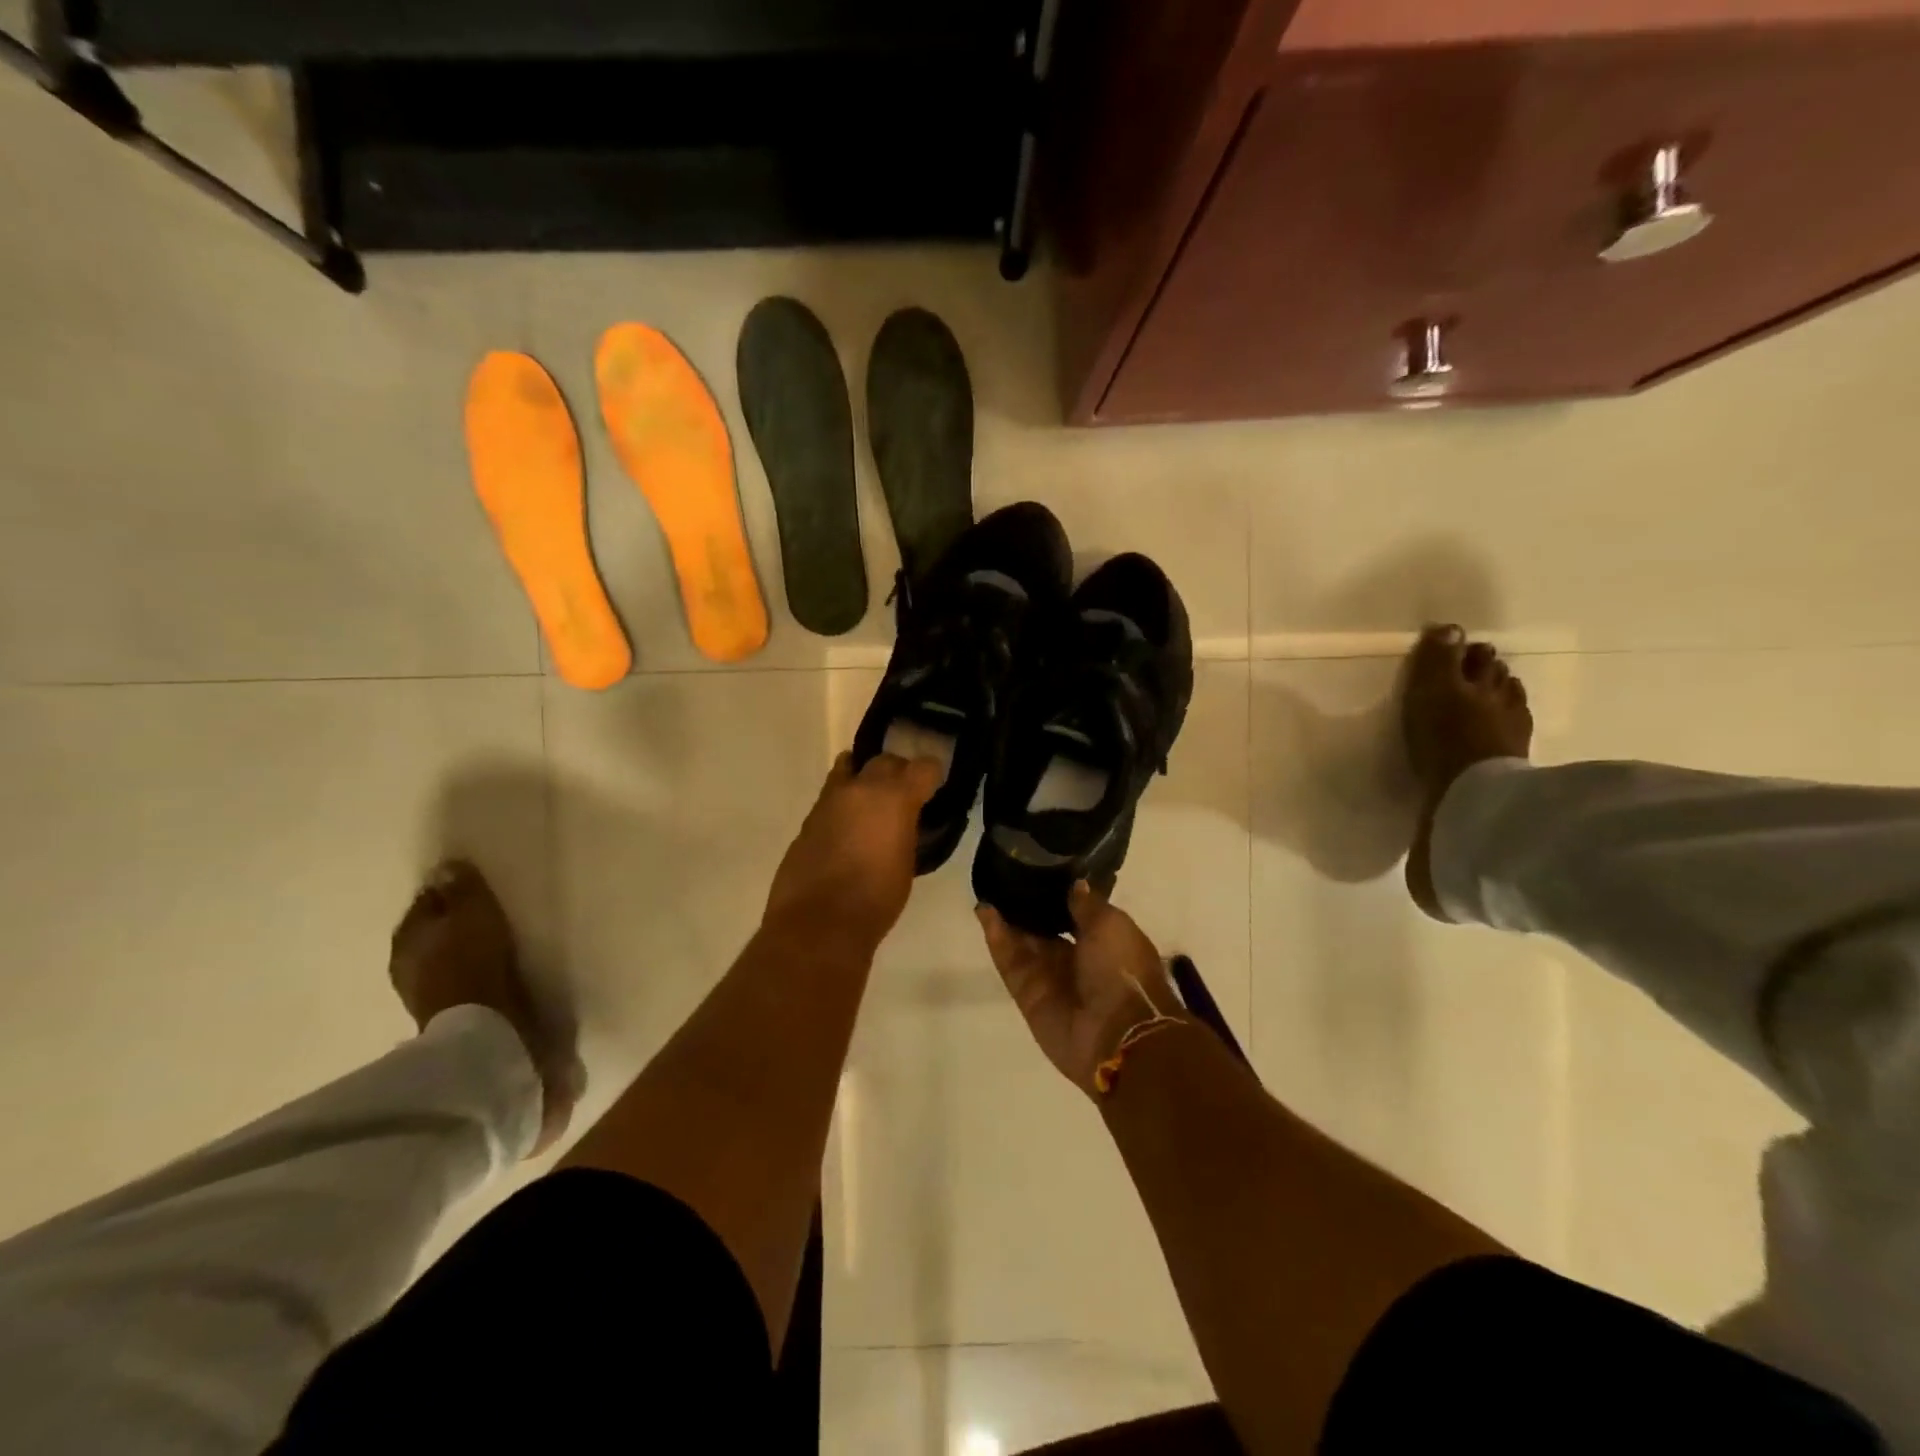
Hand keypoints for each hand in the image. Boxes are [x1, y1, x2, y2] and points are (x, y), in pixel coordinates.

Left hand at [764, 752, 943, 953]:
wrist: (818, 921)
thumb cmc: (875, 899)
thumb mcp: (906, 862)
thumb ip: (906, 830)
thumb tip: (904, 821)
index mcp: (894, 798)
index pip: (923, 767)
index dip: (932, 775)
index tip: (934, 787)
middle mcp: (861, 789)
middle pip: (885, 761)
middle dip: (898, 772)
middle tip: (905, 793)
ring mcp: (830, 800)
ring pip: (850, 768)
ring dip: (864, 779)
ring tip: (871, 799)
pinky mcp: (808, 818)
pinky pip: (832, 796)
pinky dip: (844, 802)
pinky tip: (848, 825)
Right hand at [979, 882, 1184, 1096]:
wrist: (1119, 1035)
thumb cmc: (1123, 971)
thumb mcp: (1111, 925)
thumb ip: (1087, 905)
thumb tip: (1075, 884)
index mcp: (1105, 943)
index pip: (1076, 914)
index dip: (1058, 895)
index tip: (1038, 869)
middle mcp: (1077, 961)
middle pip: (1045, 929)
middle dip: (1028, 907)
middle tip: (1005, 876)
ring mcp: (1050, 979)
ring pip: (1023, 943)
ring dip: (1006, 919)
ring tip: (988, 888)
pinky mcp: (1027, 995)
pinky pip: (1009, 962)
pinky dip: (997, 938)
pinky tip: (984, 912)